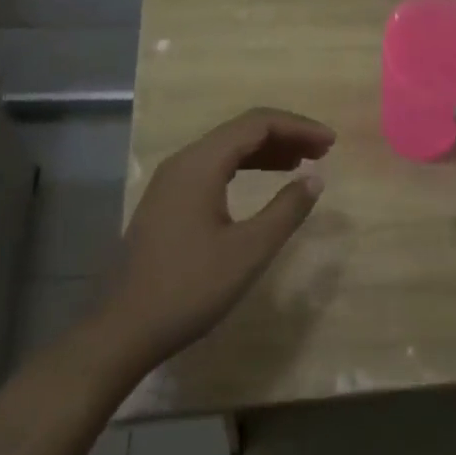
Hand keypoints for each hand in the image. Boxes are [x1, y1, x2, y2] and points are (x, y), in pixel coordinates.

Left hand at [95, 108, 334, 377]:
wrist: (124, 330)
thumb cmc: (190, 288)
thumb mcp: (248, 251)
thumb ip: (286, 210)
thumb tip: (315, 179)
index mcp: (200, 163)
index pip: (257, 124)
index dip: (298, 127)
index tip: (331, 142)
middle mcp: (184, 161)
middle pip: (242, 130)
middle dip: (286, 135)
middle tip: (323, 151)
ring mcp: (172, 180)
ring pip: (227, 148)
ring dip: (267, 150)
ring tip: (303, 163)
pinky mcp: (169, 200)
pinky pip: (214, 166)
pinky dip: (246, 166)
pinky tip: (265, 181)